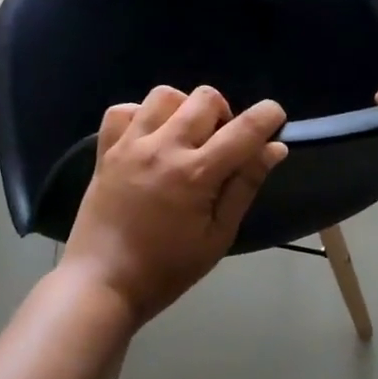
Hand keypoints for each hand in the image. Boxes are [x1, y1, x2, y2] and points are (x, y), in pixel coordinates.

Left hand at [62, 85, 288, 324]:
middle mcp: (164, 148)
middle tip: (220, 145)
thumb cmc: (167, 269)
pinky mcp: (105, 150)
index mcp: (197, 173)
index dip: (268, 115)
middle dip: (224, 114)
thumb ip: (245, 186)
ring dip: (183, 109)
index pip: (244, 129)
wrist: (102, 283)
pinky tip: (148, 139)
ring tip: (184, 138)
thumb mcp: (218, 236)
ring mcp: (130, 145)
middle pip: (205, 98)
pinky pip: (123, 110)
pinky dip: (140, 116)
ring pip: (165, 95)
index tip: (275, 118)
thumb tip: (274, 148)